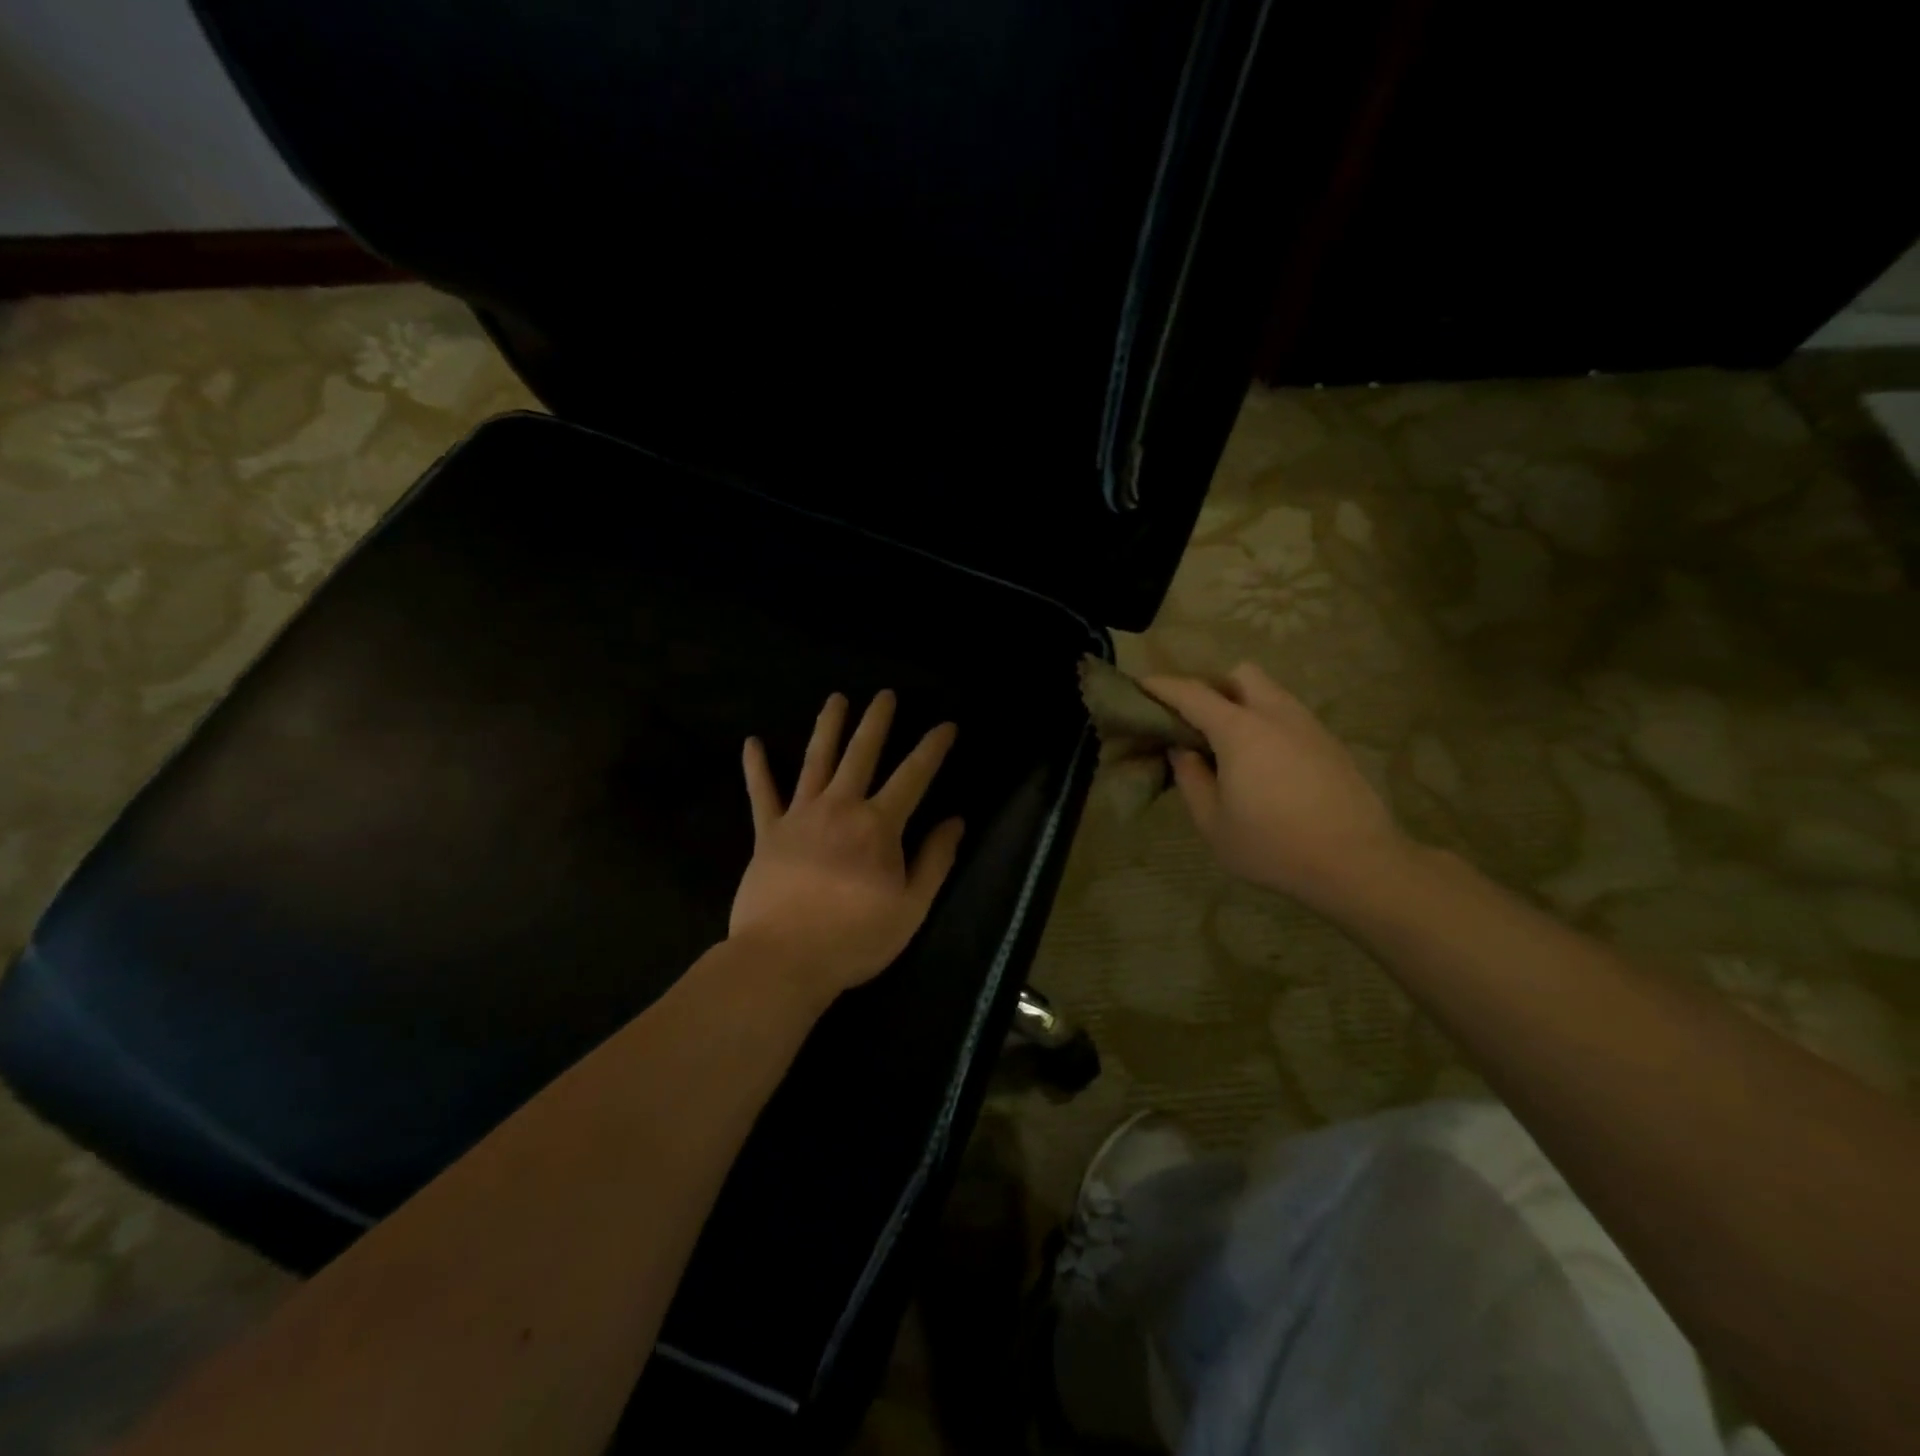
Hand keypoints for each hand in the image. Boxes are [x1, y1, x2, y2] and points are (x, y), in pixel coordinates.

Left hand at [731, 690, 964, 1003]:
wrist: (783, 960)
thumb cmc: (854, 938)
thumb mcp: (911, 907)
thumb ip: (935, 860)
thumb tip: (955, 820)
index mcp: (878, 825)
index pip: (913, 776)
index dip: (932, 747)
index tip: (946, 725)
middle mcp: (839, 807)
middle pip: (861, 754)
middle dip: (876, 722)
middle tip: (884, 694)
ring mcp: (799, 816)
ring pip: (816, 760)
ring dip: (828, 727)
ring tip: (836, 698)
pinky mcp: (767, 833)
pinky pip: (761, 794)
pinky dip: (757, 768)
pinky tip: (752, 743)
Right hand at [1142, 663, 1416, 918]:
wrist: (1357, 863)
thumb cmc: (1273, 846)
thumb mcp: (1213, 823)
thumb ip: (1191, 779)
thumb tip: (1182, 750)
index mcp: (1240, 730)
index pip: (1192, 693)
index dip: (1162, 686)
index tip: (1141, 685)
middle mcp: (1275, 714)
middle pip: (1240, 675)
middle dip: (1213, 686)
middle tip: (1196, 721)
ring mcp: (1308, 726)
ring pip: (1270, 693)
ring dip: (1243, 704)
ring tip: (1230, 745)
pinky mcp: (1330, 743)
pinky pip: (1289, 716)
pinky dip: (1267, 724)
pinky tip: (1264, 763)